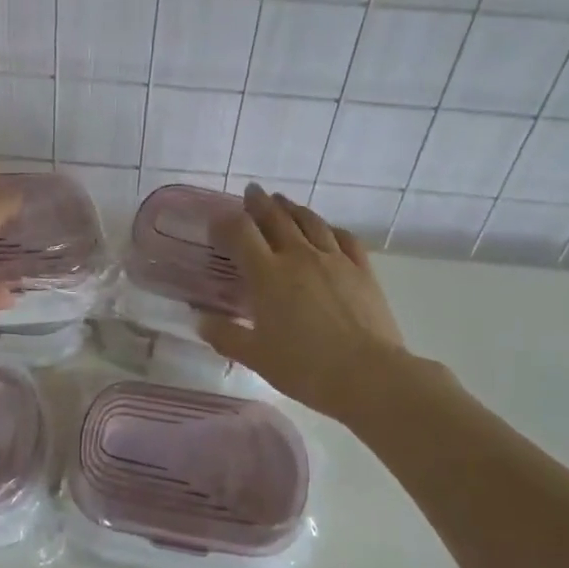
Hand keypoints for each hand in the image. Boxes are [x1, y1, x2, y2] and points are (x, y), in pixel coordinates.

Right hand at [197, 185, 408, 422]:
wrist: (368, 375)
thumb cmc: (304, 368)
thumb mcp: (255, 356)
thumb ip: (225, 335)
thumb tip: (200, 319)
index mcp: (267, 275)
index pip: (240, 233)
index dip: (225, 222)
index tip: (216, 220)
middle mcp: (298, 257)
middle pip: (275, 218)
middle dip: (259, 203)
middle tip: (251, 192)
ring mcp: (334, 260)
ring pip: (310, 221)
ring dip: (292, 208)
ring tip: (282, 202)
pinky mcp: (362, 270)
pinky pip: (344, 237)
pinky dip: (330, 227)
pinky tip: (326, 228)